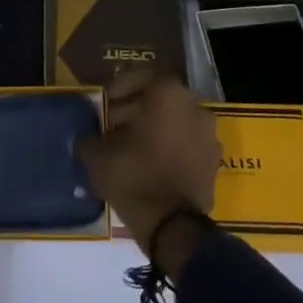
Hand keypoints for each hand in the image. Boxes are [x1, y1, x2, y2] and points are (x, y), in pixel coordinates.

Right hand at [78, 71, 221, 255]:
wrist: (172, 227)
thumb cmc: (134, 177)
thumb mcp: (97, 155)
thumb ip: (90, 138)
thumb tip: (89, 138)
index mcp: (169, 95)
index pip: (144, 76)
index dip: (120, 86)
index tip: (104, 102)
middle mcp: (195, 107)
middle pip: (161, 99)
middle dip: (135, 109)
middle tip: (112, 126)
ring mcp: (209, 136)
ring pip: (175, 121)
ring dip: (153, 128)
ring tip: (129, 147)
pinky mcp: (213, 163)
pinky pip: (186, 144)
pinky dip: (169, 147)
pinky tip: (148, 164)